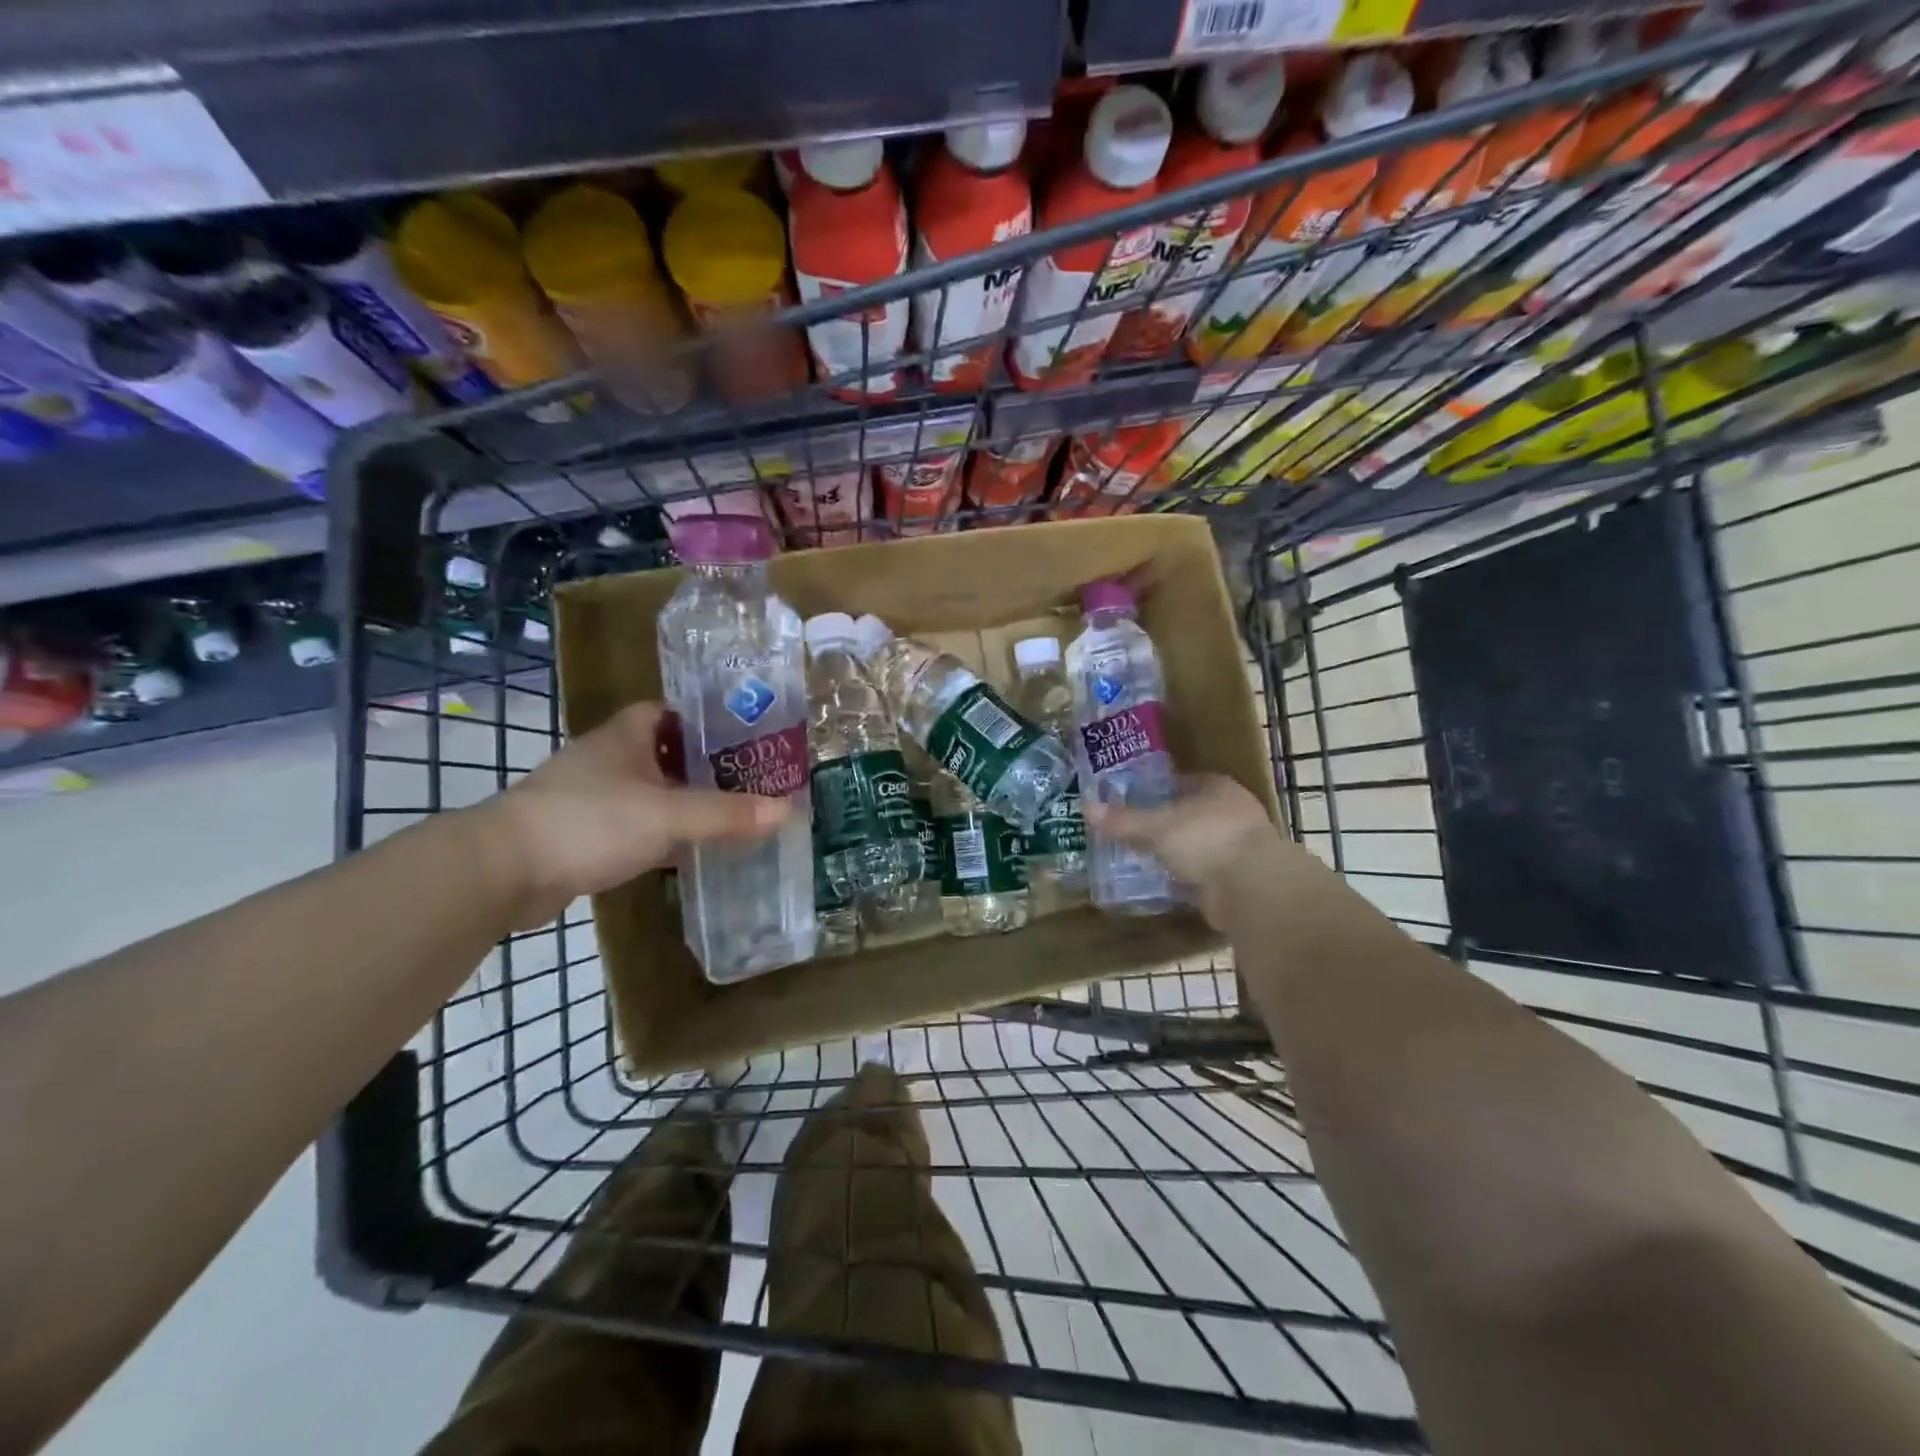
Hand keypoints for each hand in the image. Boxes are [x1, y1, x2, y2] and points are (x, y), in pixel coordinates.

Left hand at [475, 701, 789, 928]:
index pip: (669, 711)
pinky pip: (636, 827)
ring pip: (652, 793)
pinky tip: (690, 851)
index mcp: (625, 736)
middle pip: (666, 753)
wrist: (504, 872)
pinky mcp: (584, 836)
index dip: (706, 719)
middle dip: (705, 766)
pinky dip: (663, 836)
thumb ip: (727, 814)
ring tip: (732, 814)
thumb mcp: (668, 815)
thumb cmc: (590, 822)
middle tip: (752, 779)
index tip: (745, 735)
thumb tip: (788, 809)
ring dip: (685, 803)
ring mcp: (593, 798)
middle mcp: (608, 760)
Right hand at [1086, 774, 1284, 926]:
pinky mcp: (1238, 879)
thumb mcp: (1157, 826)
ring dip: (1177, 852)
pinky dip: (1186, 877)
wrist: (1252, 888)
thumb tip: (1086, 809)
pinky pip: (1203, 872)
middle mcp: (1233, 813)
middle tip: (1132, 829)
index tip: (1134, 798)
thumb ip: (1124, 820)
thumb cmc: (1206, 839)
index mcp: (1218, 788)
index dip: (1160, 789)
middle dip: (1166, 822)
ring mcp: (1239, 847)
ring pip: (1198, 844)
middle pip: (1191, 813)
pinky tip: (1162, 882)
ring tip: (1141, 856)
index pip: (1185, 782)